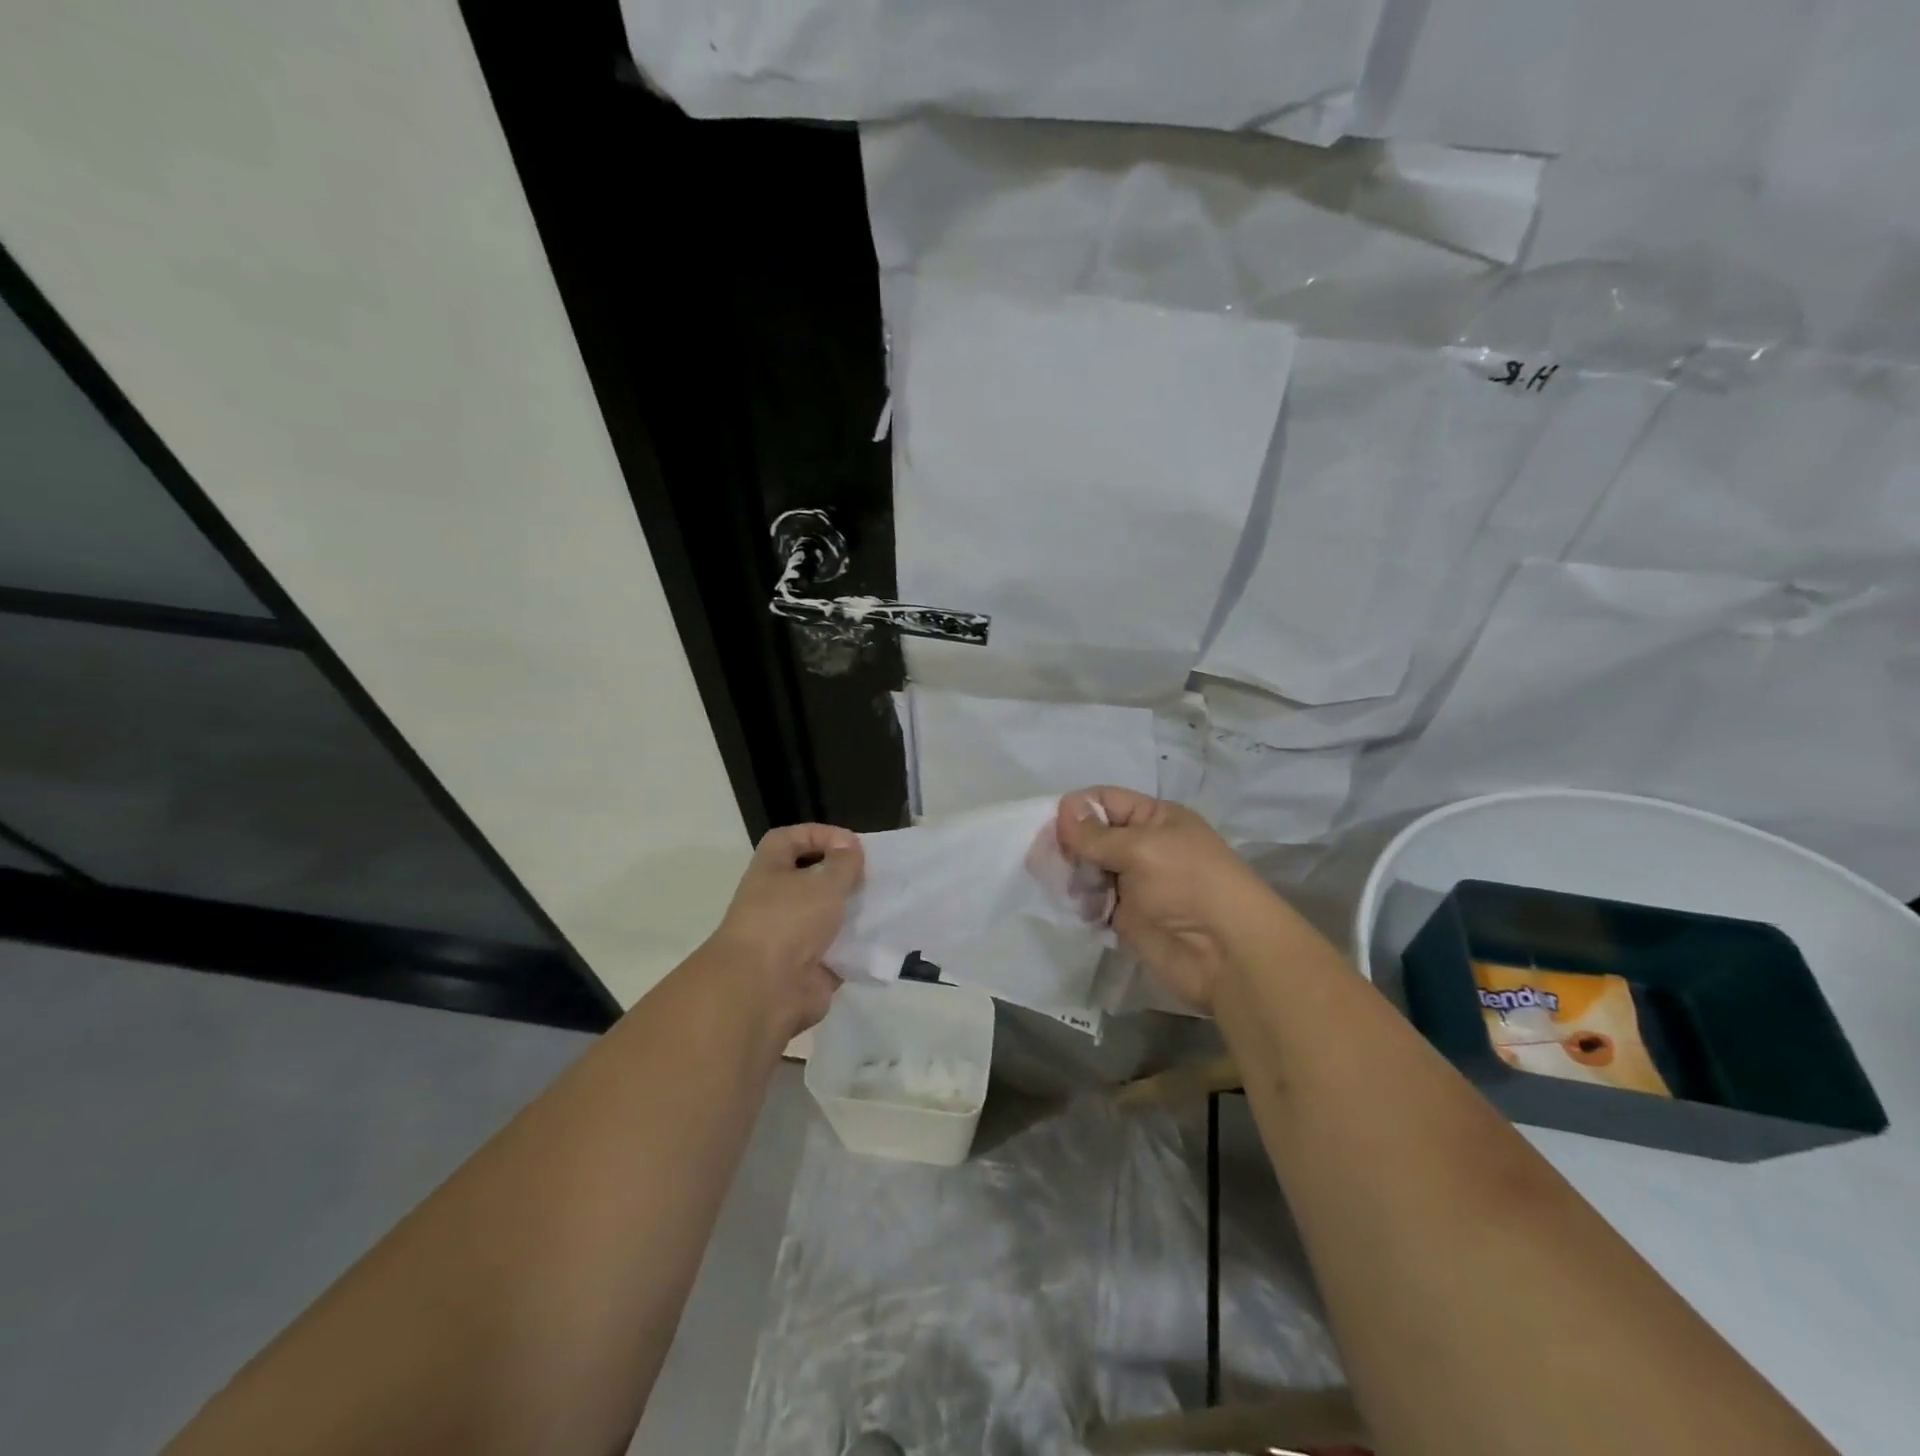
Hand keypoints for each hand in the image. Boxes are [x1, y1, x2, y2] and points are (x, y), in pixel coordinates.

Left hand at [706, 823, 863, 1039]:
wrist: (764, 990)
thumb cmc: (789, 921)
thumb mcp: (823, 882)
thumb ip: (843, 862)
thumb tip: (849, 847)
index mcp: (770, 871)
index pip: (789, 839)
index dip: (818, 834)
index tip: (851, 843)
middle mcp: (776, 901)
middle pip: (811, 879)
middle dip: (842, 877)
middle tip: (870, 877)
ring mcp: (791, 937)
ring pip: (826, 917)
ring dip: (852, 912)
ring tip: (882, 905)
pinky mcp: (808, 969)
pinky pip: (837, 951)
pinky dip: (856, 947)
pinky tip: (881, 939)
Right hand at [1057, 787, 1276, 1013]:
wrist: (1225, 954)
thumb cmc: (1188, 885)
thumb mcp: (1142, 848)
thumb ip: (1097, 834)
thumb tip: (1063, 813)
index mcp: (1153, 818)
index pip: (1106, 800)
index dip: (1077, 809)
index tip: (1055, 830)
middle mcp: (1142, 845)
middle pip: (1091, 834)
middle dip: (1070, 845)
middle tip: (1053, 862)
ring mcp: (1133, 882)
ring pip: (1087, 868)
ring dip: (1073, 876)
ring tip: (1072, 890)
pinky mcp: (1125, 916)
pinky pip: (1092, 901)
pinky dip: (1080, 903)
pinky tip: (1080, 910)